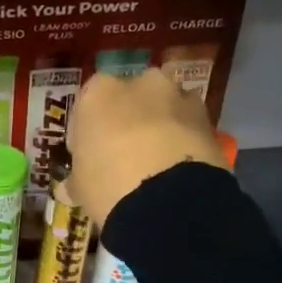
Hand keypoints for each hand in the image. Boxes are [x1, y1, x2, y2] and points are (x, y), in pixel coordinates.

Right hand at [65, 69, 223, 228]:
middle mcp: (141, 82)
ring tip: (157, 166)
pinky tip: (178, 171)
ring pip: (165, 109)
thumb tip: (71, 187)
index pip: (89, 102)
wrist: (167, 200)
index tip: (91, 153)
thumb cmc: (108, 183)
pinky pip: (189, 128)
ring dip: (161, 128)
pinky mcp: (209, 118)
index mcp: (100, 91)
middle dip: (129, 120)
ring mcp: (179, 96)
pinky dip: (184, 142)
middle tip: (125, 155)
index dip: (90, 129)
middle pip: (131, 98)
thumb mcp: (80, 185)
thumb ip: (78, 177)